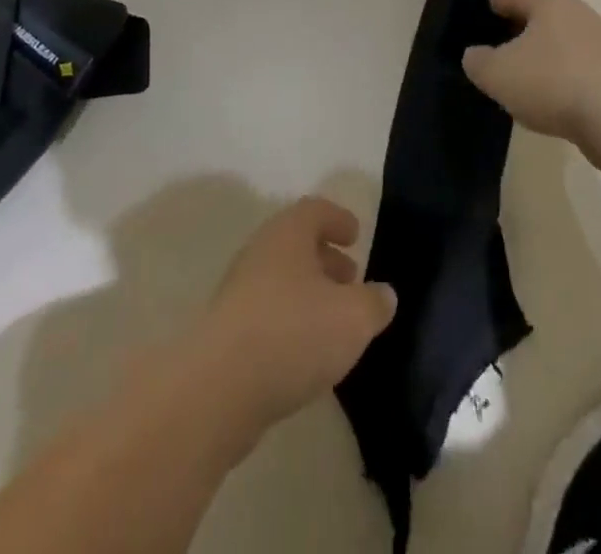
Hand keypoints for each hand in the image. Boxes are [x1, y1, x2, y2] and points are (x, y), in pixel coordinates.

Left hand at [197, 197, 395, 431]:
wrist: (217, 390)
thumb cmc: (293, 334)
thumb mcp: (353, 318)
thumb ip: (375, 303)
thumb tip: (383, 295)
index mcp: (288, 234)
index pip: (315, 210)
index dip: (338, 219)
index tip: (355, 236)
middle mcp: (260, 253)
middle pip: (296, 245)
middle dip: (326, 259)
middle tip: (351, 280)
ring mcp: (238, 292)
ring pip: (281, 280)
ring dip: (309, 293)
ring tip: (334, 322)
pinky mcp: (226, 332)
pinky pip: (266, 313)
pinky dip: (290, 321)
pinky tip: (306, 353)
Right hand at [462, 0, 600, 154]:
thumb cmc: (554, 80)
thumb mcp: (499, 74)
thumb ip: (479, 63)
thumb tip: (475, 56)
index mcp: (549, 4)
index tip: (488, 6)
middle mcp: (578, 17)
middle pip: (545, 16)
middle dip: (523, 28)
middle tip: (500, 43)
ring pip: (565, 46)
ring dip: (545, 59)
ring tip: (523, 80)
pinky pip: (581, 75)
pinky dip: (564, 84)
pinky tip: (551, 106)